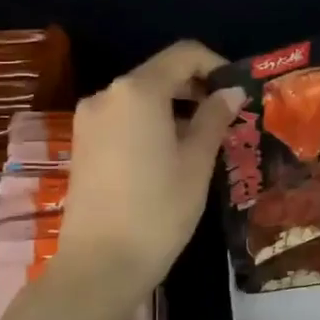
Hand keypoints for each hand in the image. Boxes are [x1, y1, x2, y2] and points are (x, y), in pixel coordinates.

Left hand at [55, 41, 244, 299]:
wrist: (100, 264)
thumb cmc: (159, 209)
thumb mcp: (197, 162)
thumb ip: (214, 118)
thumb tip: (230, 92)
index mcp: (138, 91)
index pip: (184, 54)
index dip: (216, 65)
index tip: (237, 93)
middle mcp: (107, 94)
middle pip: (160, 73)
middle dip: (196, 88)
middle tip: (227, 119)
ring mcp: (89, 119)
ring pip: (141, 97)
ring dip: (175, 107)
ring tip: (203, 140)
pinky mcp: (82, 143)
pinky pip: (124, 117)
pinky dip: (151, 123)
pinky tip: (170, 155)